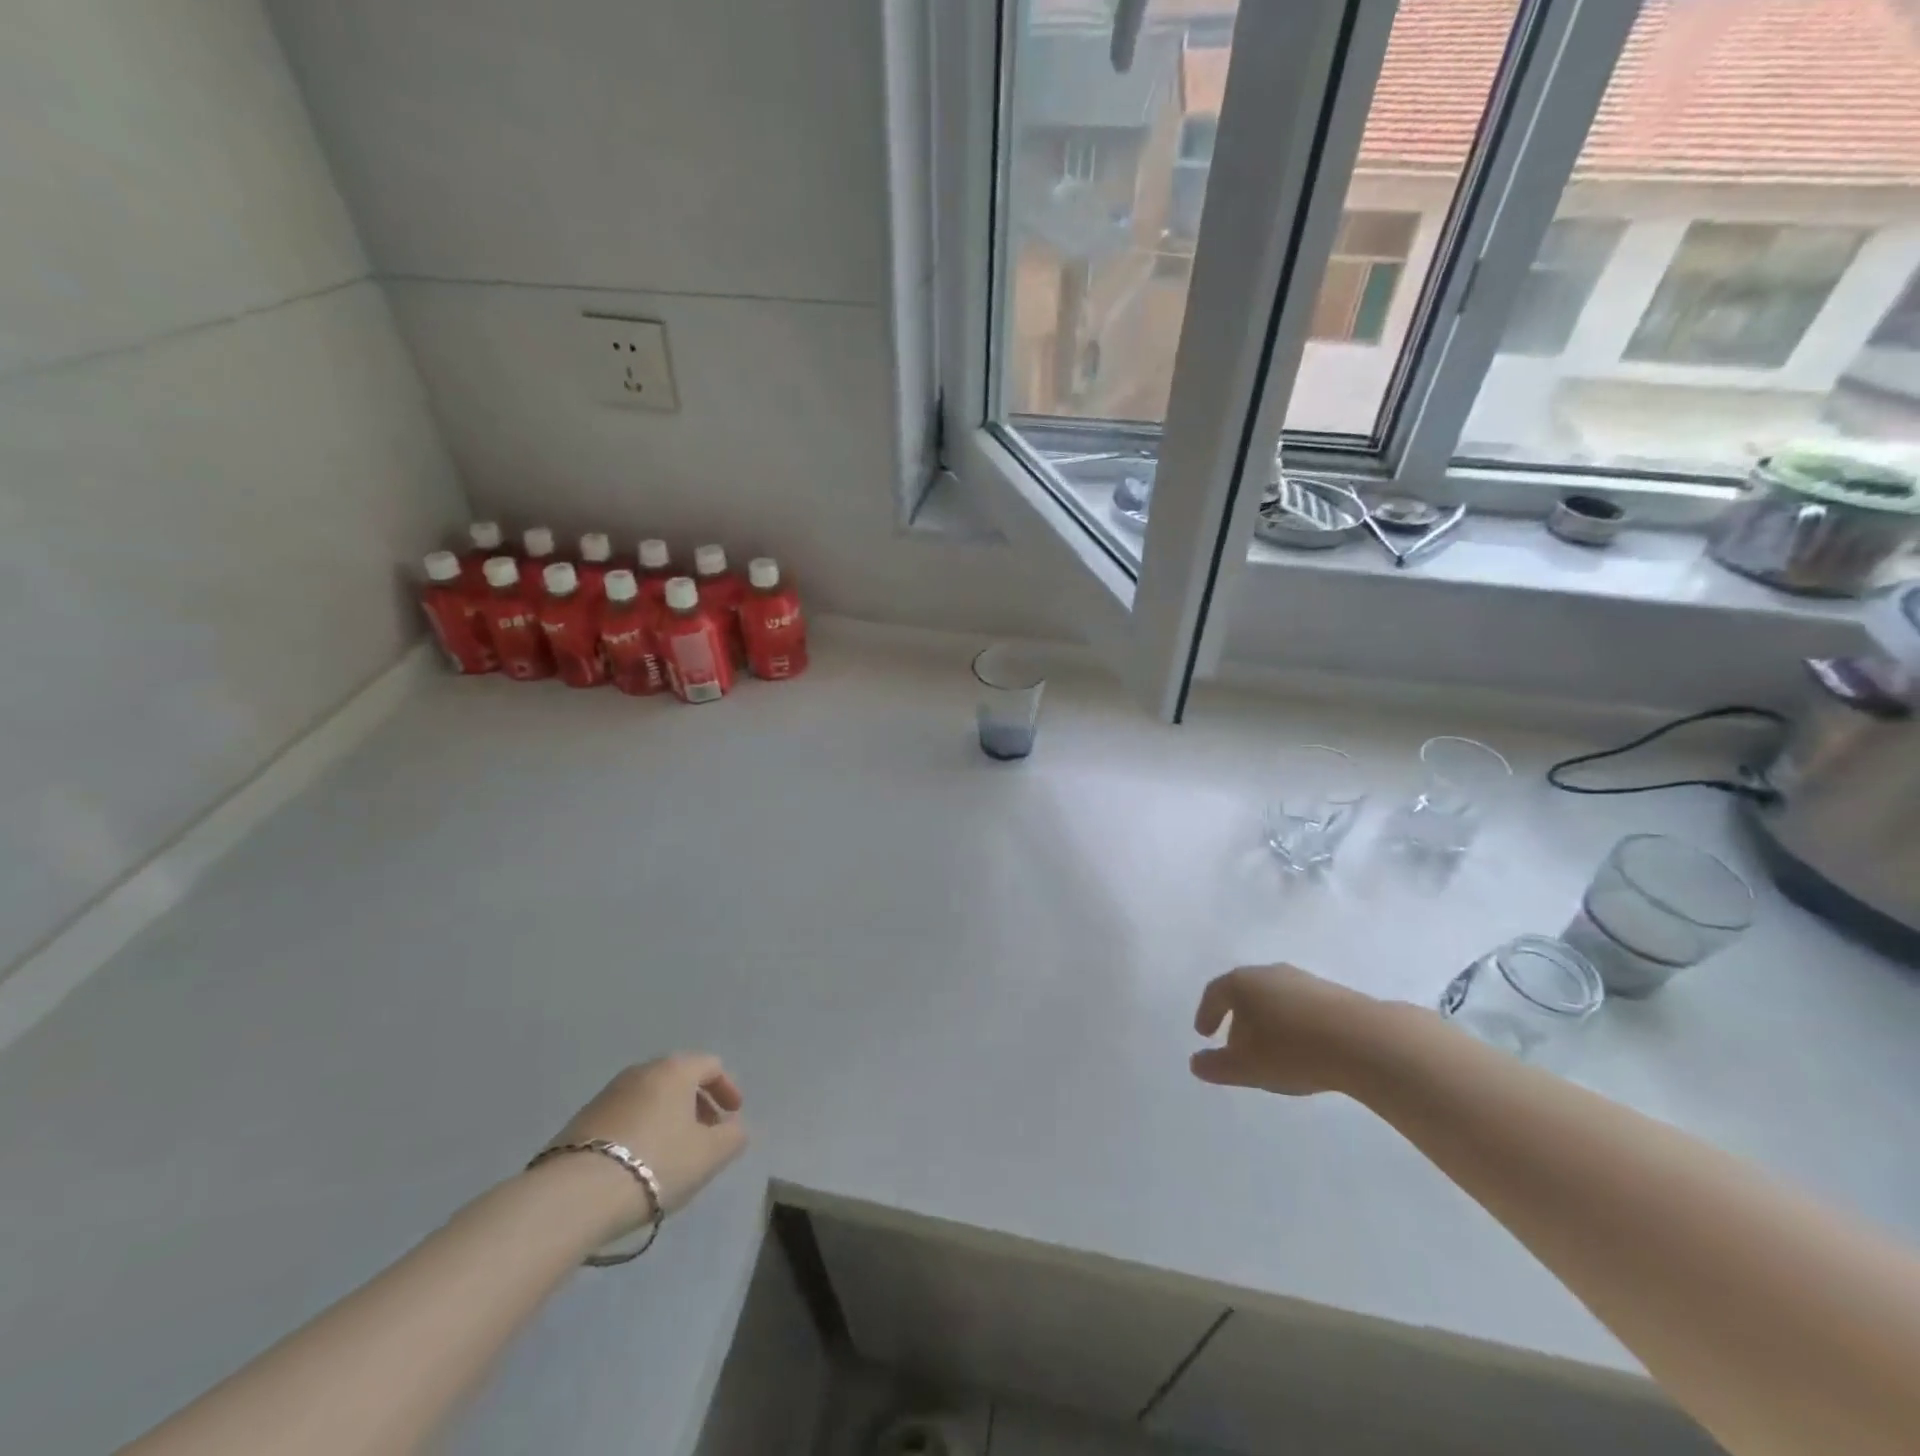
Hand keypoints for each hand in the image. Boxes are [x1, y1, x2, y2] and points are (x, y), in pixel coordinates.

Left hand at [548, 1054, 747, 1216]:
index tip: (733, 1116)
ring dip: (668, 1119)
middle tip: (706, 1135)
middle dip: (697, 1105)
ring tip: (673, 1154)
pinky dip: (641, 1131)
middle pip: (678, 1079)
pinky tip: (639, 1164)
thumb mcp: (709, 1155)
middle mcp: (641, 1071)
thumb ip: (732, 1137)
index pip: (710, 1065)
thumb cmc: (656, 1164)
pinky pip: (625, 1117)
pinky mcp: (581, 1122)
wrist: (574, 1196)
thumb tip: (735, 1128)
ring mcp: (607, 1094)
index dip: (727, 1089)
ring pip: (650, 1098)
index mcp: (674, 1070)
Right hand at [1190, 964, 1388, 1096]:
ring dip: (1268, 1021)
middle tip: (1236, 1044)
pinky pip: (1302, 1007)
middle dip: (1238, 1018)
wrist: (1365, 1041)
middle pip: (1245, 992)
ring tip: (1272, 1050)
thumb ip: (1217, 1066)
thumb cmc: (1292, 1050)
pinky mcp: (1334, 994)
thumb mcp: (1247, 1067)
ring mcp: (1304, 980)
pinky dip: (1294, 1024)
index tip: (1204, 1033)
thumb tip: (1195, 1063)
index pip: (1215, 993)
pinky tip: (1303, 1047)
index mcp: (1242, 983)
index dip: (1207, 1013)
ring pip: (1275, 998)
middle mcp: (1269, 973)